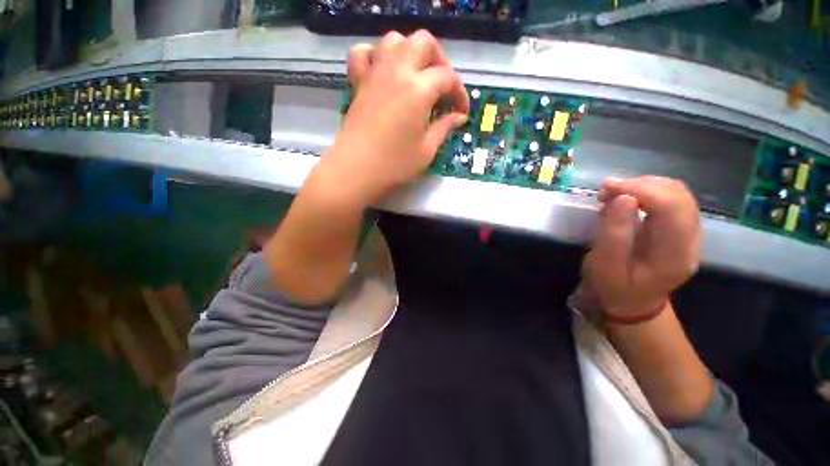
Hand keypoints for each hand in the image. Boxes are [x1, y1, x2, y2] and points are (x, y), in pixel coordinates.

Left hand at [318, 31, 469, 204]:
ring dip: (410, 52)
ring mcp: (375, 73)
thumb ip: (444, 128)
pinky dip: (376, 56)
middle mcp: (397, 71)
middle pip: (423, 42)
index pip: (447, 77)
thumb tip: (458, 117)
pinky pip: (364, 54)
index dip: (459, 93)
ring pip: (394, 40)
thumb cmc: (395, 164)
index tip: (461, 112)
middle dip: (439, 60)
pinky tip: (384, 73)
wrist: (357, 169)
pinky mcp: (358, 82)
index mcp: (419, 89)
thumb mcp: (427, 150)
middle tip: (442, 86)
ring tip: (416, 76)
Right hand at [581, 176, 701, 317]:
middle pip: (678, 195)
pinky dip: (646, 191)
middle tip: (606, 191)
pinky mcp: (680, 228)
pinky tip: (626, 198)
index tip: (607, 187)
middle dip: (640, 185)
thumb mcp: (605, 267)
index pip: (672, 208)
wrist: (634, 303)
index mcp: (675, 255)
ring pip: (677, 193)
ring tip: (612, 194)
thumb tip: (623, 198)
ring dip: (643, 186)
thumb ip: (614, 235)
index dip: (641, 189)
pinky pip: (671, 198)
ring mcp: (690, 233)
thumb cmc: (615, 288)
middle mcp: (692, 240)